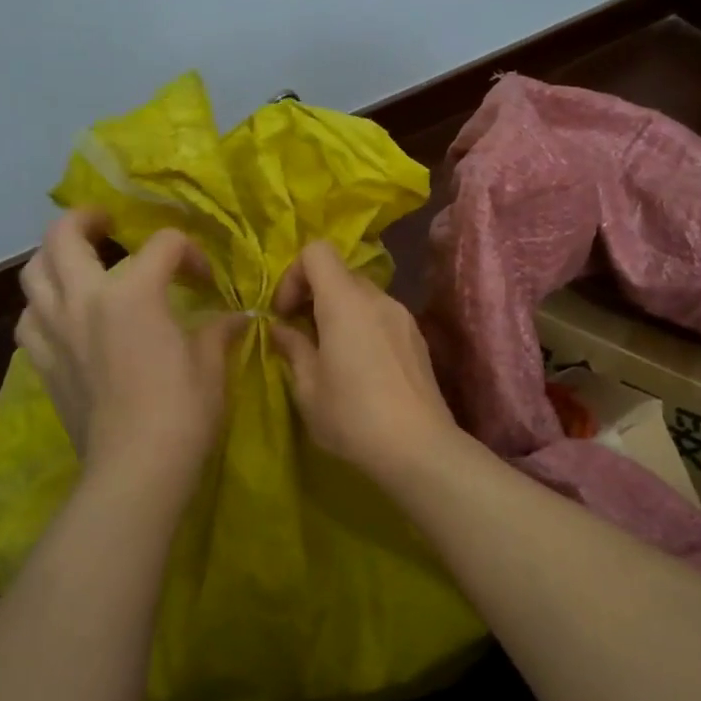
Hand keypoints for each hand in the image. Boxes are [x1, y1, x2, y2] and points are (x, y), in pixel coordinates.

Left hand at [17, 210, 245, 495]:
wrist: (136, 469)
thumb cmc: (183, 411)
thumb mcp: (211, 363)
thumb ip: (219, 330)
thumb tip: (237, 317)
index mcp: (133, 292)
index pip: (162, 245)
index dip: (189, 254)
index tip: (205, 281)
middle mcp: (85, 299)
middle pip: (64, 235)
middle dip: (86, 219)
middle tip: (106, 222)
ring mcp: (56, 330)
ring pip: (33, 273)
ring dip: (54, 259)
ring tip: (76, 263)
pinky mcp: (43, 362)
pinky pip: (29, 320)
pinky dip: (43, 308)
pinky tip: (63, 317)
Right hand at [269, 240, 463, 481]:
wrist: (419, 448)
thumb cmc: (353, 417)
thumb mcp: (308, 388)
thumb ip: (293, 348)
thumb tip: (281, 328)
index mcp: (345, 302)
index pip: (317, 251)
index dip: (293, 275)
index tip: (285, 314)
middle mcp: (377, 298)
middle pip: (340, 273)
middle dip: (313, 295)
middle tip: (301, 336)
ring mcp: (402, 316)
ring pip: (362, 296)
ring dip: (338, 312)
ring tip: (329, 354)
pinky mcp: (417, 338)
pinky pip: (381, 316)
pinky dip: (362, 326)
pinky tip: (359, 368)